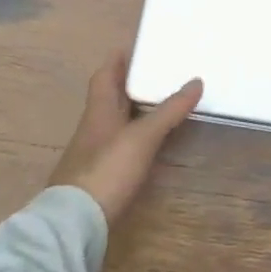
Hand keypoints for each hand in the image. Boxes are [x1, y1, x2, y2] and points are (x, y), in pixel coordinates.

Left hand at [49, 52, 203, 224]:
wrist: (74, 223)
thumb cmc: (106, 169)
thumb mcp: (142, 137)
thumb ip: (169, 110)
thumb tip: (196, 81)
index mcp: (99, 109)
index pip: (105, 75)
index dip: (118, 60)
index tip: (137, 48)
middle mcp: (94, 126)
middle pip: (111, 97)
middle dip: (132, 84)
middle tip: (160, 73)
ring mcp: (95, 153)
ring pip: (117, 121)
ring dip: (135, 111)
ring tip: (163, 103)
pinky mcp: (101, 176)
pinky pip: (120, 145)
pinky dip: (136, 137)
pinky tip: (151, 143)